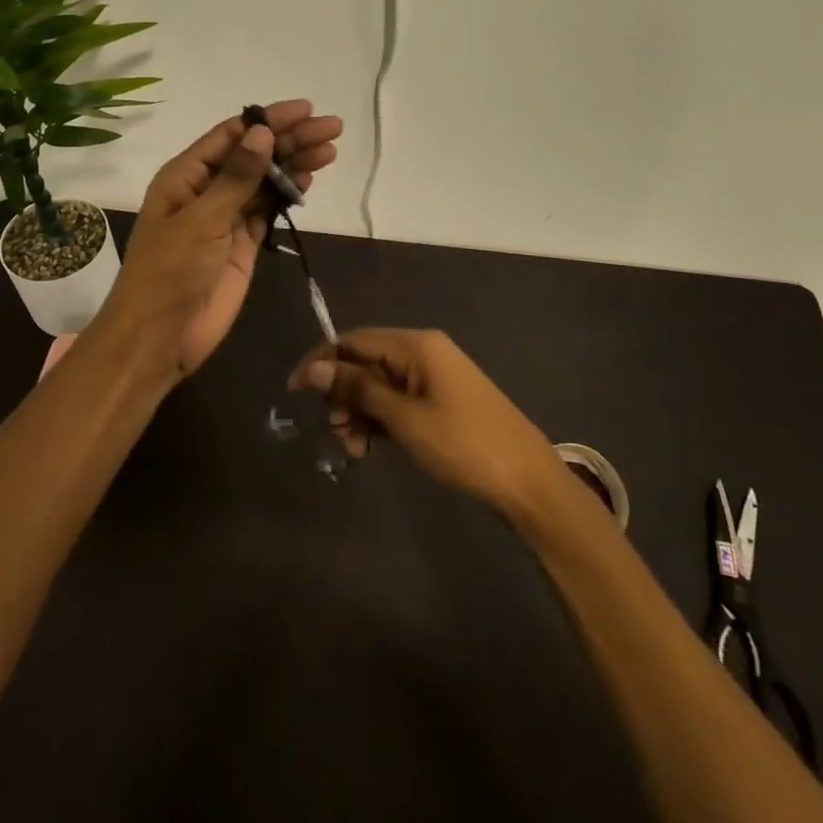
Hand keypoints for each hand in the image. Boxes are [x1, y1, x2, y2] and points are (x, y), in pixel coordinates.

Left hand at [97, 101, 342, 384]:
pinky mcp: (242, 245)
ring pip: (265, 181)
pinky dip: (288, 195)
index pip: (232, 135)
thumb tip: (263, 132)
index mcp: (185, 176)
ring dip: (294, 165)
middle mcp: (206, 190)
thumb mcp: (202, 219)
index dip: (268, 119)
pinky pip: (268, 211)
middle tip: (332, 128)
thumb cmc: (171, 271)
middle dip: (290, 139)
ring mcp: (226, 218)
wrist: (160, 336)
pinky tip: (309, 180)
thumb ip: (236, 177)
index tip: (305, 110)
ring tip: (330, 150)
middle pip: (253, 155)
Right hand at [289, 328, 570, 516]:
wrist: (528, 481)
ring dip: (360, 413)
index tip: (294, 392)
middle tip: (336, 433)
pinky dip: (382, 420)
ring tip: (356, 450)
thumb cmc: (463, 445)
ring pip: (380, 385)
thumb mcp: (405, 418)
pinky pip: (399, 400)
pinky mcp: (442, 400)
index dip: (322, 362)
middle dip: (343, 395)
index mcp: (416, 345)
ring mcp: (435, 376)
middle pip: (366, 362)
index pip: (354, 340)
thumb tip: (314, 369)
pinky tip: (374, 447)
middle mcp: (423, 351)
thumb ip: (358, 390)